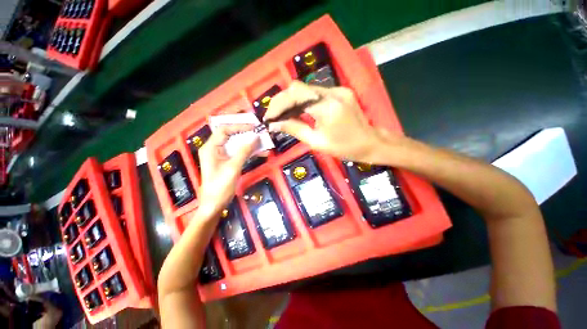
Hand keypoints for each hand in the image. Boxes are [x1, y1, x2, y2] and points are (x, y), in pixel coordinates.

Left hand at [197, 125, 258, 215]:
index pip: (224, 130)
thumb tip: (255, 137)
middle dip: (246, 134)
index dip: (239, 126)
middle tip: (259, 132)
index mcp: (211, 148)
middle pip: (231, 136)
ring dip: (250, 143)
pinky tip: (260, 152)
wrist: (215, 205)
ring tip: (263, 141)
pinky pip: (239, 153)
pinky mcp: (228, 162)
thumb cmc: (220, 187)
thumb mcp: (233, 167)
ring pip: (237, 145)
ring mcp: (222, 156)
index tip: (254, 127)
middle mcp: (215, 149)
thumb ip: (244, 151)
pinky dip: (249, 152)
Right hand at [264, 81, 394, 162]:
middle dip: (282, 102)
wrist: (370, 143)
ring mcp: (338, 90)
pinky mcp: (340, 91)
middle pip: (299, 88)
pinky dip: (303, 101)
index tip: (268, 117)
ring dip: (291, 101)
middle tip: (273, 116)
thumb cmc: (345, 148)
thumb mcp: (317, 142)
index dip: (278, 104)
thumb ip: (295, 129)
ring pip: (306, 89)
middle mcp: (332, 92)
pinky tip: (298, 111)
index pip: (295, 96)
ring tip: (282, 115)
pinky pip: (316, 93)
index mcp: (327, 107)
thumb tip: (275, 124)